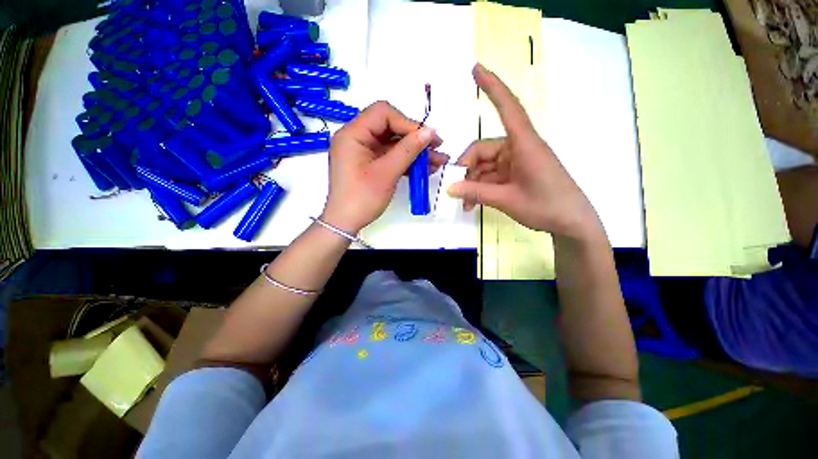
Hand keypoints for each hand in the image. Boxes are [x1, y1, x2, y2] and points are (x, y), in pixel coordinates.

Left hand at [322, 101, 445, 233]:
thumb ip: (408, 150)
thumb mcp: (387, 173)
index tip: (427, 138)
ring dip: (415, 152)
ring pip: (393, 144)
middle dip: (415, 138)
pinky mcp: (370, 164)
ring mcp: (364, 152)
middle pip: (390, 128)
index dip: (407, 123)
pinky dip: (407, 162)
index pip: (383, 114)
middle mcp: (357, 138)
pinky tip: (425, 168)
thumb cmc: (362, 198)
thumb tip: (430, 131)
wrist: (346, 223)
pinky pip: (390, 157)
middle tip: (437, 148)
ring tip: (437, 161)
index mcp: (353, 134)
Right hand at [448, 64, 600, 239]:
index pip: (507, 108)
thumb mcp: (507, 200)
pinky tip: (473, 203)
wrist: (571, 223)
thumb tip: (450, 188)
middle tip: (456, 189)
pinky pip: (492, 176)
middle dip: (467, 170)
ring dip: (472, 183)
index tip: (476, 69)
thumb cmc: (546, 206)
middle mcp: (519, 148)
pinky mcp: (516, 173)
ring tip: (466, 204)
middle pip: (483, 150)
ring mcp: (517, 162)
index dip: (492, 87)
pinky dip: (481, 188)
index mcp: (524, 144)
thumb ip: (476, 192)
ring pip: (485, 166)